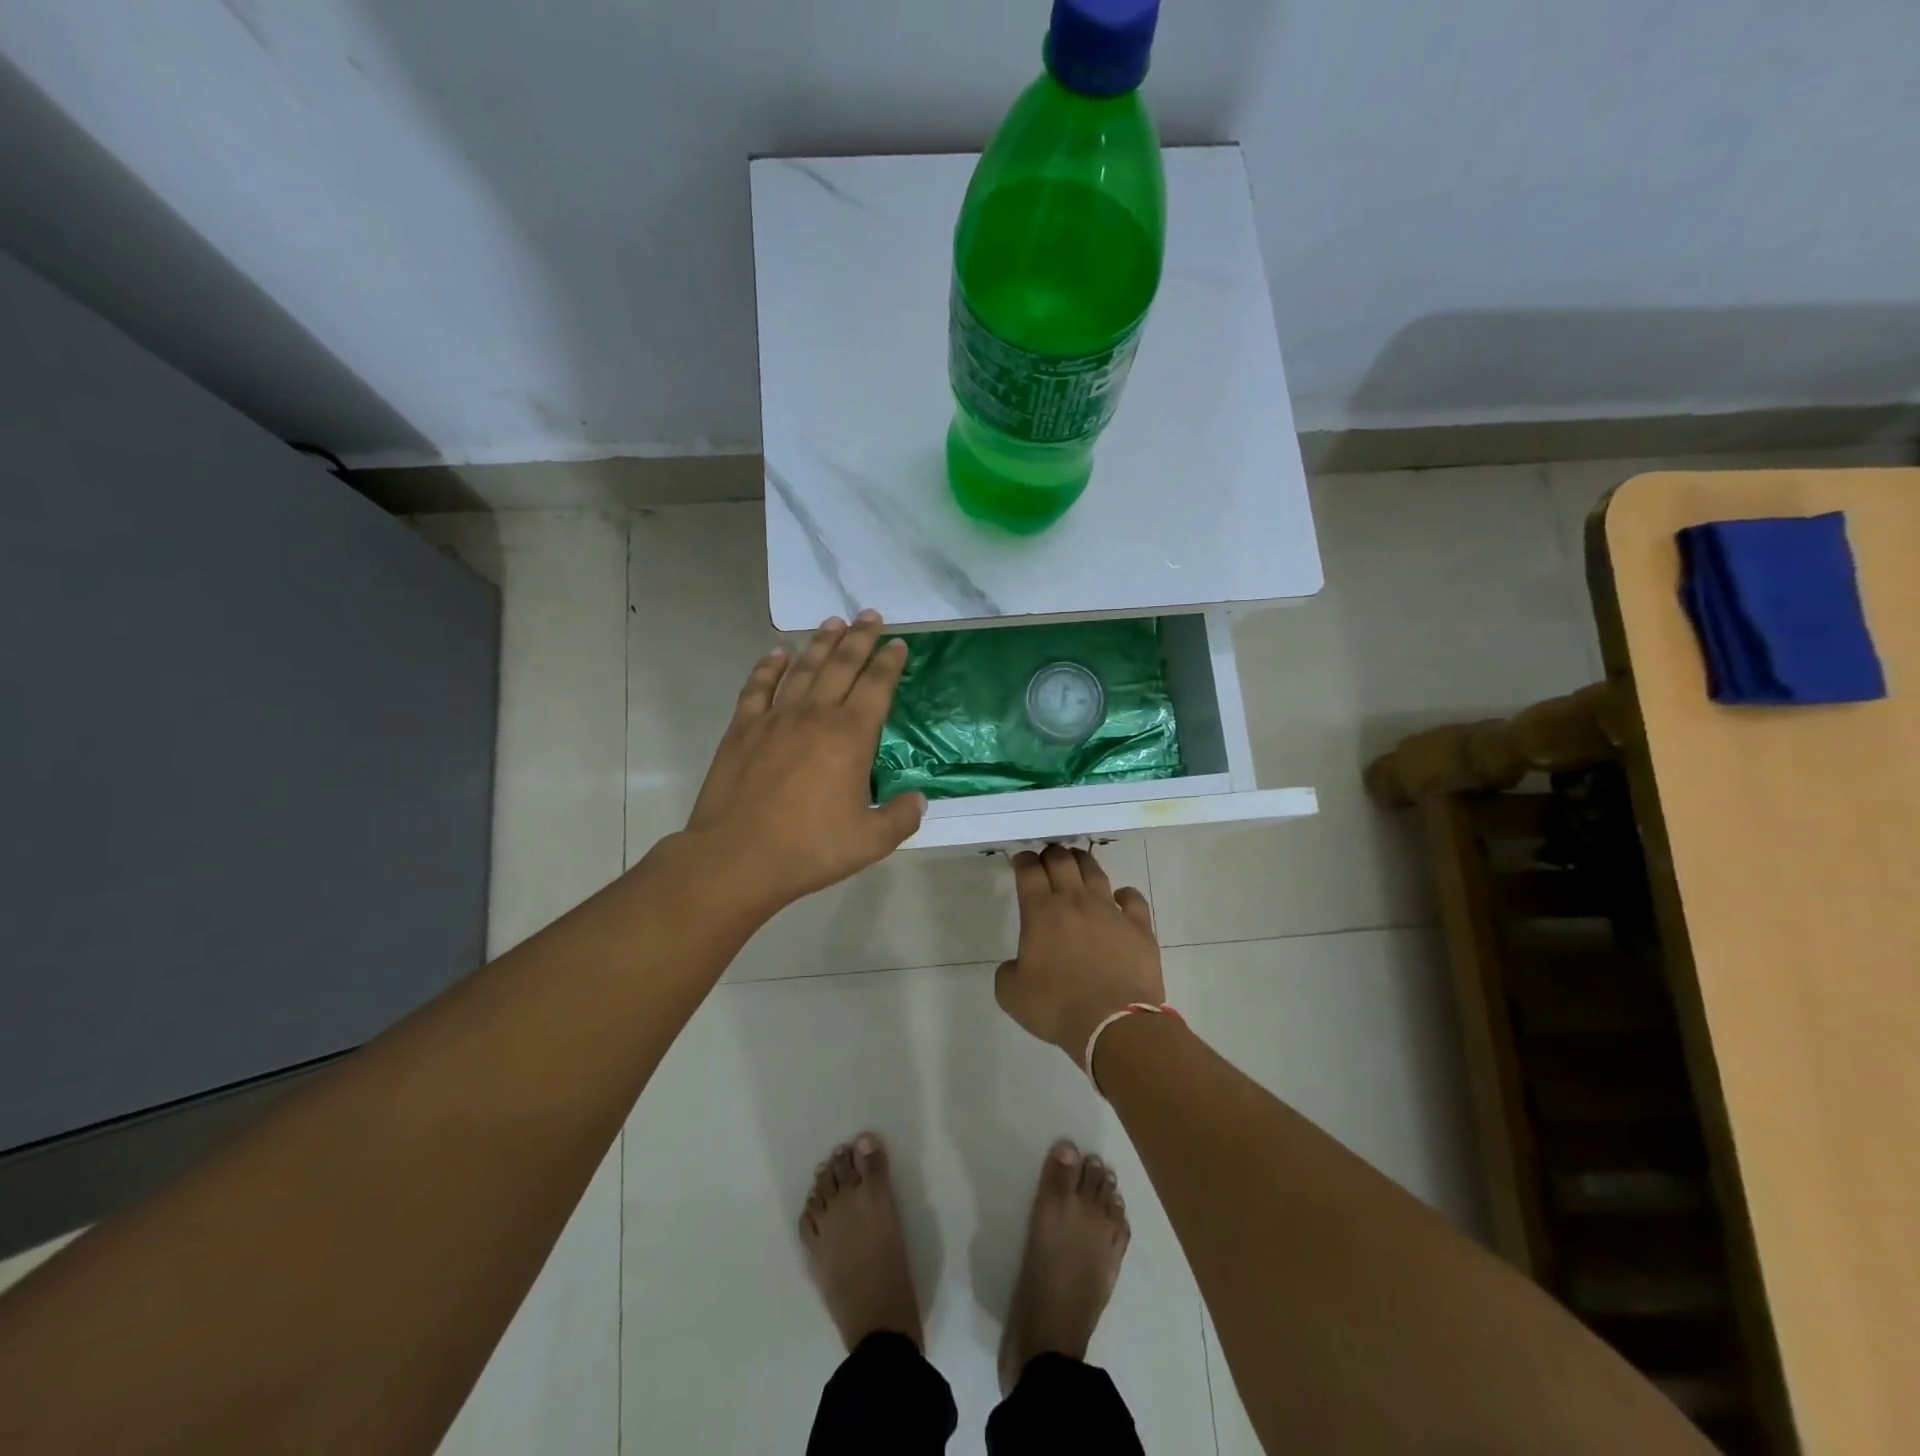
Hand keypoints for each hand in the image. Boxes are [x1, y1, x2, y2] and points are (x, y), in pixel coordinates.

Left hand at [681, 611, 924, 915]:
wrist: (738, 857)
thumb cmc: (810, 848)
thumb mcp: (870, 840)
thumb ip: (900, 817)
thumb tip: (918, 800)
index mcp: (850, 736)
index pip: (876, 686)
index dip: (889, 663)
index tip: (898, 644)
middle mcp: (814, 715)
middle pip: (841, 665)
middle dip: (859, 639)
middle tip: (870, 616)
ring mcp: (774, 718)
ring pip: (802, 669)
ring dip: (820, 643)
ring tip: (833, 622)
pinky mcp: (742, 729)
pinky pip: (758, 688)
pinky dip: (768, 667)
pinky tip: (777, 655)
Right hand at [994, 846, 1164, 1060]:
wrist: (1114, 1024)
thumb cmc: (1057, 1007)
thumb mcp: (1011, 995)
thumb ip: (1008, 972)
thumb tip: (1017, 965)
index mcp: (1041, 913)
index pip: (1029, 871)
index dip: (1023, 860)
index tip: (1020, 860)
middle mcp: (1075, 902)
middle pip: (1062, 861)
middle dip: (1051, 854)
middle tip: (1047, 858)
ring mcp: (1110, 911)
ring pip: (1095, 872)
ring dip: (1082, 862)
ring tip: (1077, 862)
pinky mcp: (1139, 927)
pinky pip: (1133, 899)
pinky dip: (1124, 894)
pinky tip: (1120, 898)